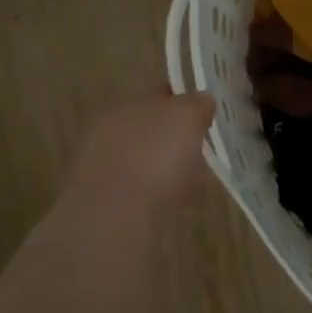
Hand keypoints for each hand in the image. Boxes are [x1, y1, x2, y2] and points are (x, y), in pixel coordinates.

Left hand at [65, 91, 216, 213]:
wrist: (115, 218)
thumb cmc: (155, 157)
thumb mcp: (187, 117)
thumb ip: (197, 104)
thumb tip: (203, 100)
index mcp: (127, 105)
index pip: (159, 94)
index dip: (184, 99)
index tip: (206, 111)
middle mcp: (110, 132)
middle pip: (150, 127)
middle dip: (174, 135)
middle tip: (203, 145)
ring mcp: (104, 169)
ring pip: (145, 159)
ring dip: (165, 165)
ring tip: (193, 178)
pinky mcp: (107, 203)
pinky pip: (142, 189)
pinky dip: (158, 192)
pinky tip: (175, 201)